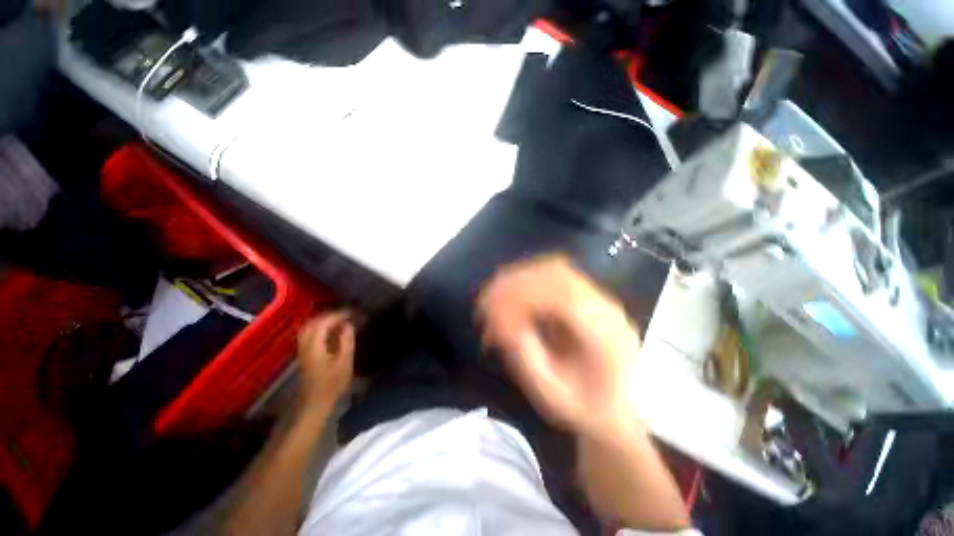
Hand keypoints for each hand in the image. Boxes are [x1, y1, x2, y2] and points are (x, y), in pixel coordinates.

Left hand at [297, 311, 354, 411]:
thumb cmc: (332, 384)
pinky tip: (331, 330)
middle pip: (313, 323)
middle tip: (346, 314)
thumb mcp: (344, 362)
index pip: (323, 323)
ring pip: (309, 327)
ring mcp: (302, 350)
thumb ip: (346, 341)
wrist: (315, 404)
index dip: (337, 315)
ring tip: (340, 320)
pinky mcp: (304, 354)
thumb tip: (348, 324)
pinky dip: (320, 327)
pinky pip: (309, 333)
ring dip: (324, 320)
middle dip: (329, 315)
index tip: (352, 312)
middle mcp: (305, 345)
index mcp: (314, 346)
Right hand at [478, 255, 642, 439]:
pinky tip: (510, 294)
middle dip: (514, 284)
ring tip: (492, 297)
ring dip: (518, 279)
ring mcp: (598, 297)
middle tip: (484, 302)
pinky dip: (527, 280)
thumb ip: (527, 359)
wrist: (620, 406)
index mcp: (605, 335)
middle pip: (556, 275)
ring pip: (553, 270)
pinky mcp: (586, 295)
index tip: (490, 309)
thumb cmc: (587, 408)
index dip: (522, 296)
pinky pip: (553, 275)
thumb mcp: (553, 396)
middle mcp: (605, 307)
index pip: (562, 297)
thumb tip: (501, 324)